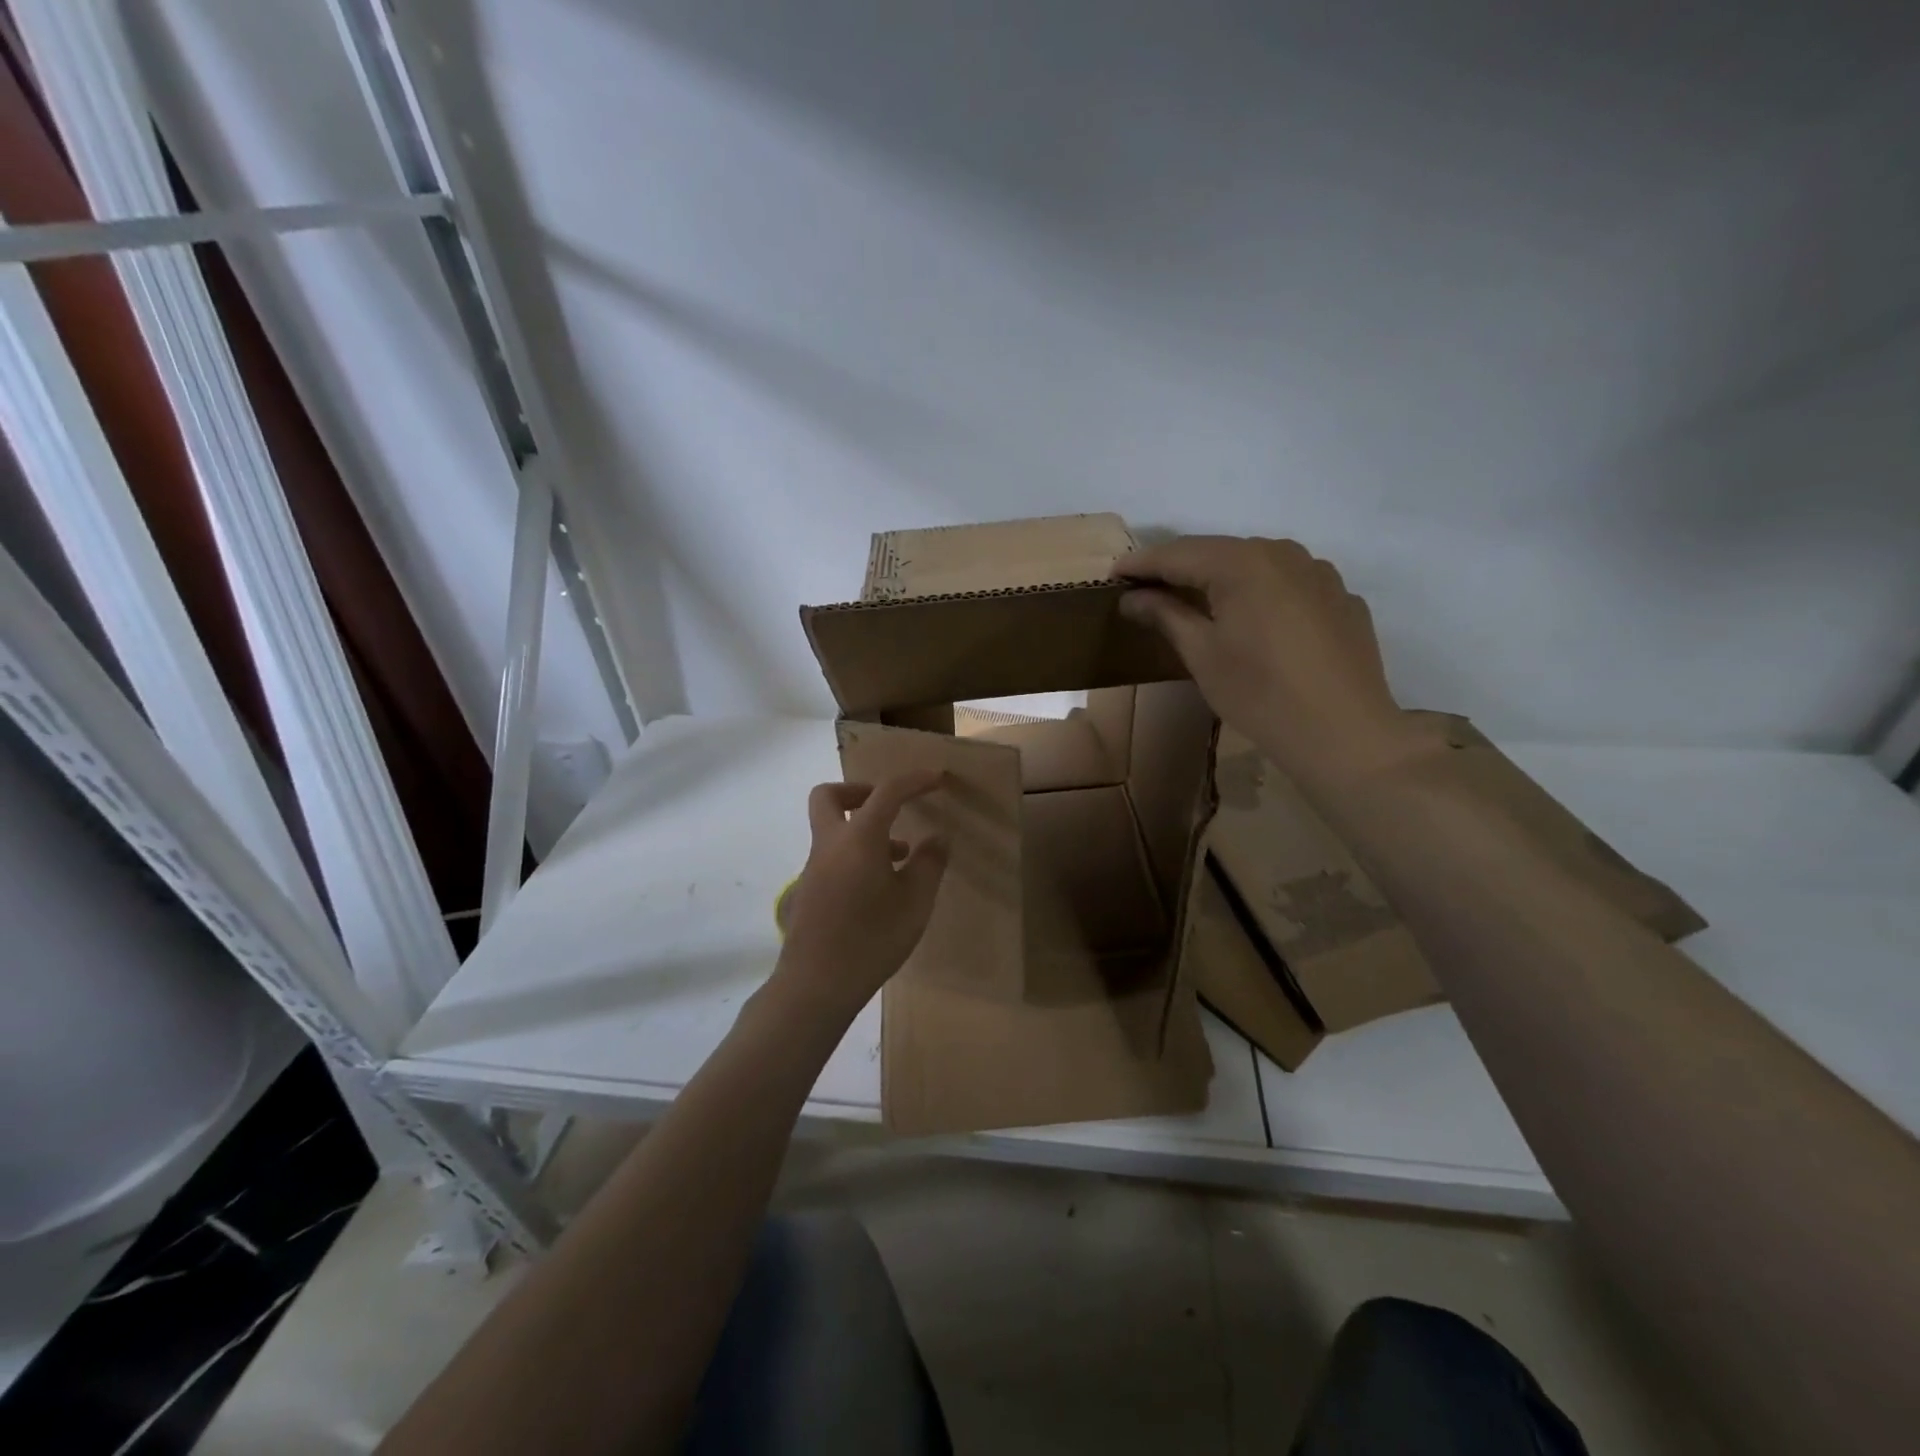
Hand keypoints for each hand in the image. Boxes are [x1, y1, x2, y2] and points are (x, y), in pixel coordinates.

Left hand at [774, 770, 949, 1017]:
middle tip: (890, 807)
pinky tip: (880, 887)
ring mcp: (814, 868)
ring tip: (901, 857)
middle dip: (860, 791)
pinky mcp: (809, 891)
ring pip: (832, 828)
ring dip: (863, 829)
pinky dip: (855, 854)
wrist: (816, 984)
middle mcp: (830, 843)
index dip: (914, 780)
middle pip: (829, 795)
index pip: (887, 791)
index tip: (937, 779)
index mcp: (859, 837)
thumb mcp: (915, 902)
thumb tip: (936, 839)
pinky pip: (832, 855)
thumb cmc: (872, 939)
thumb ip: (929, 864)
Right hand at [1115, 536, 1434, 789]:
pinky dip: (1261, 593)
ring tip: (1197, 600)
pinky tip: (1254, 620)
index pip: (1179, 553)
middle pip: (1219, 552)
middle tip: (1148, 588)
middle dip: (1180, 567)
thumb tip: (1132, 596)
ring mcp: (1319, 573)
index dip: (1142, 563)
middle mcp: (1283, 554)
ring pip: (1257, 564)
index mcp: (1242, 563)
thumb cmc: (1259, 693)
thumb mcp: (1202, 654)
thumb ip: (1165, 615)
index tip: (1114, 574)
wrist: (1344, 733)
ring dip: (1222, 576)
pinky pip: (1289, 584)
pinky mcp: (1342, 598)